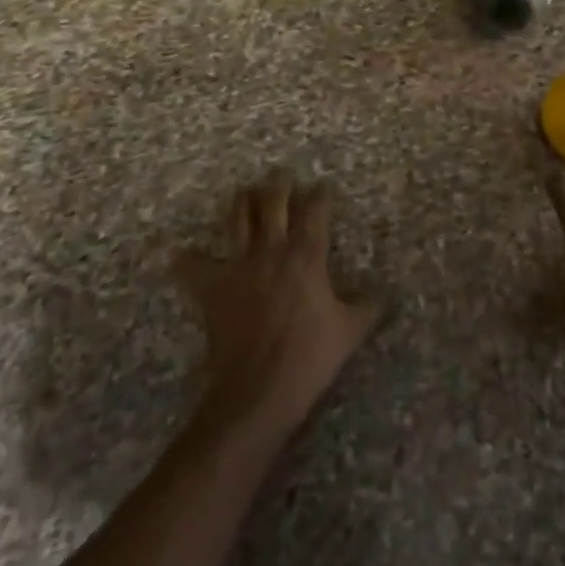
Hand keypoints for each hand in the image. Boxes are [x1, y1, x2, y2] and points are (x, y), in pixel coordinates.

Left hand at [174, 171, 376, 436]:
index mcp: (307, 255)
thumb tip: (384, 297)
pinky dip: (186, 259)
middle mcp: (272, 250)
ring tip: (246, 192)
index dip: (321, 194)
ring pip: (238, 219)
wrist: (257, 391)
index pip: (316, 210)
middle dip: (279, 184)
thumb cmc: (309, 358)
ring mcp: (239, 266)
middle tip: (282, 174)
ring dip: (242, 201)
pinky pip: (193, 267)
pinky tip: (180, 254)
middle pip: (273, 202)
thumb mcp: (350, 332)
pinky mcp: (213, 289)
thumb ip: (367, 308)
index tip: (324, 187)